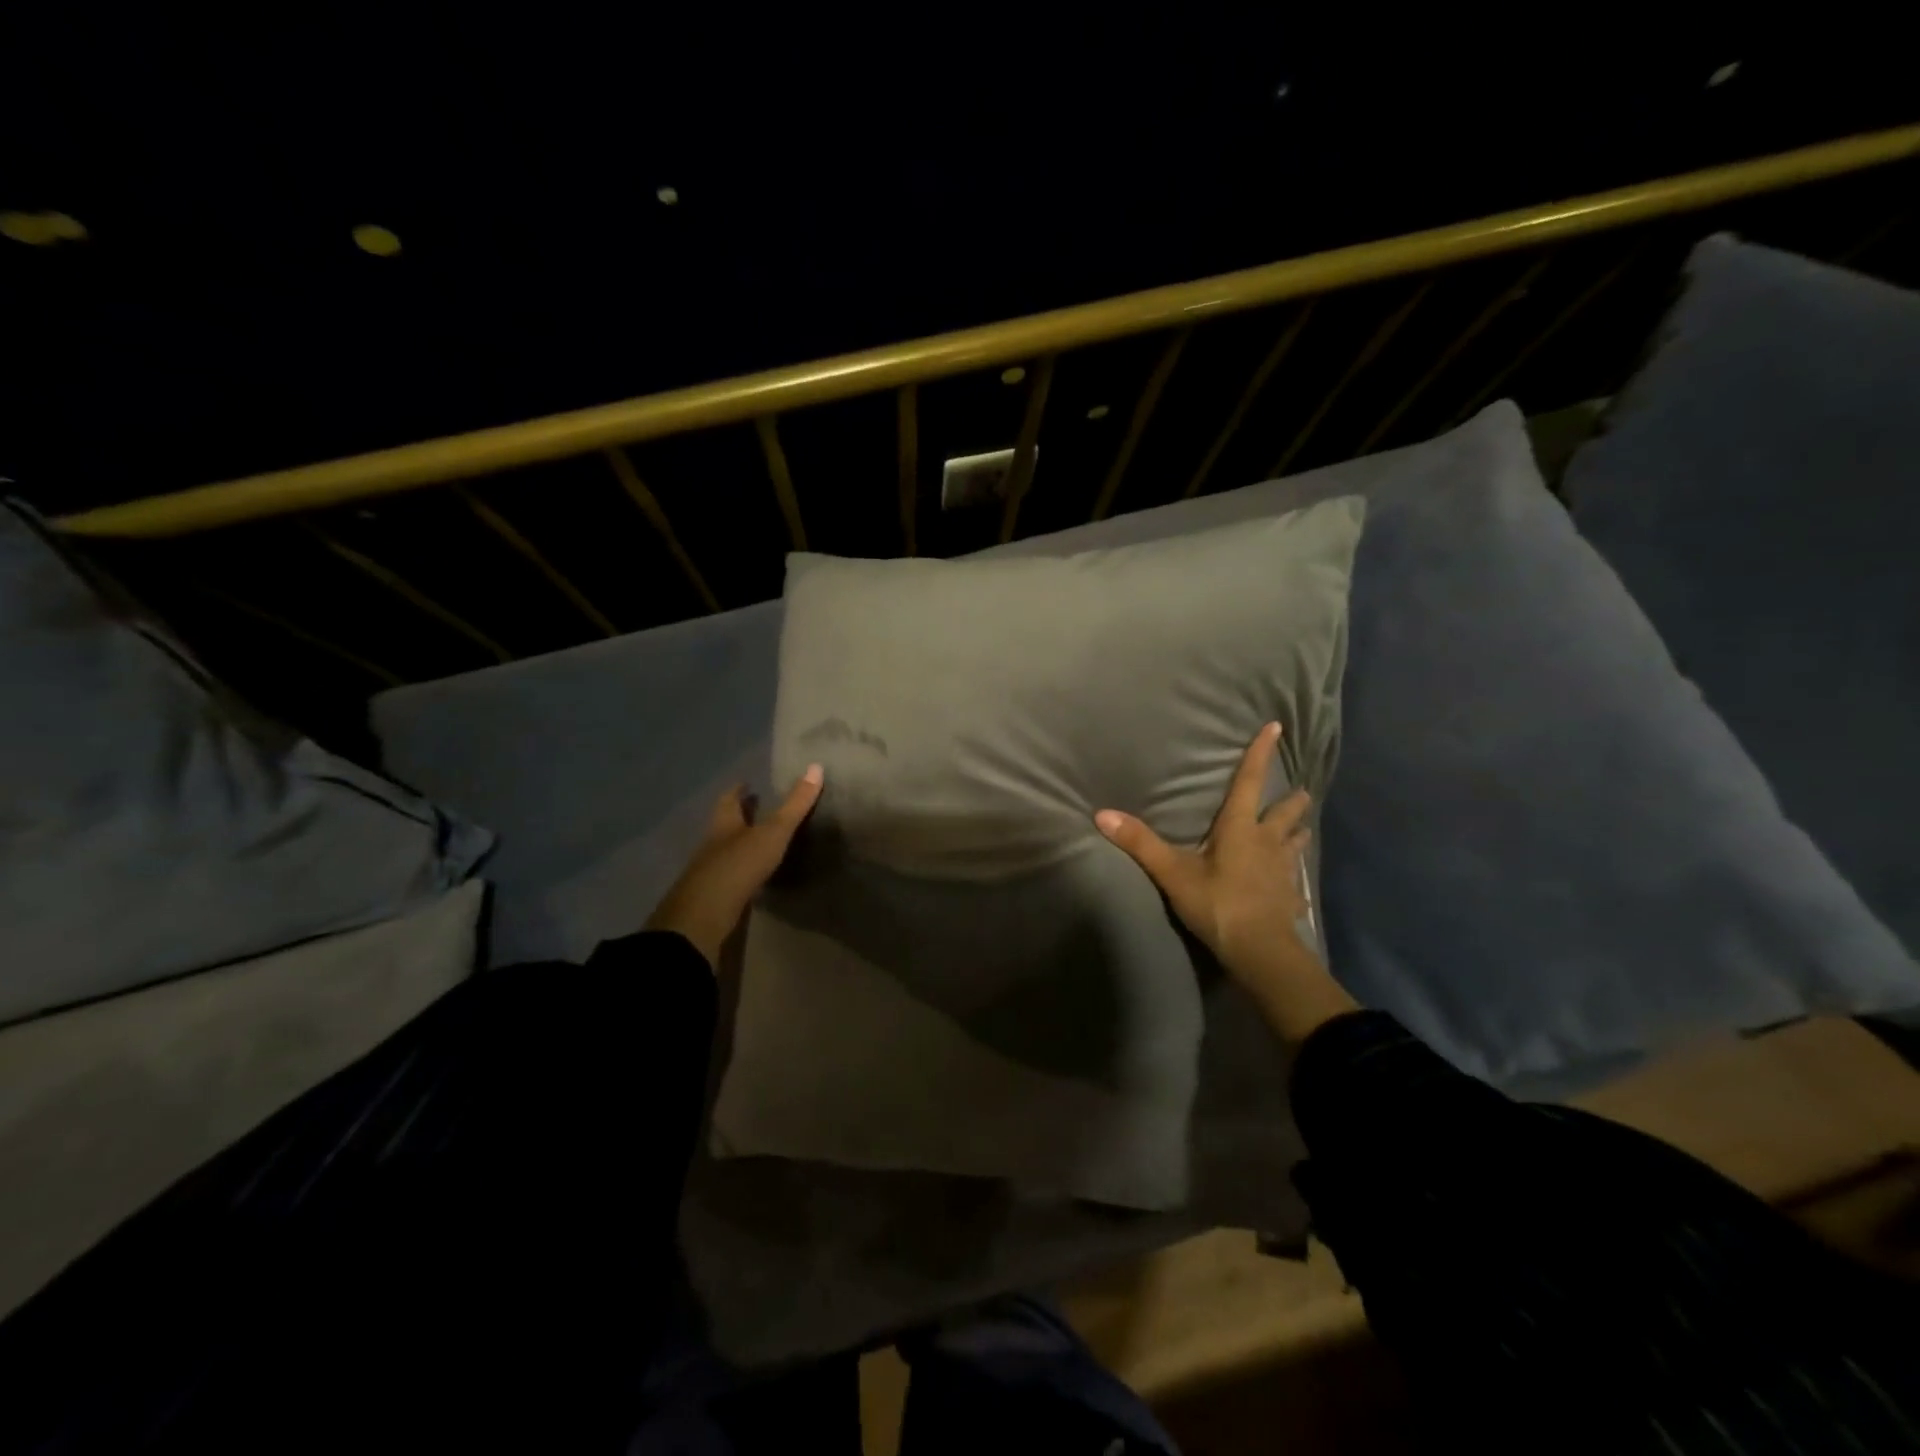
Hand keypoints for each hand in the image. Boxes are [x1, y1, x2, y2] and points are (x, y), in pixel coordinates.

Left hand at [646, 764, 824, 969]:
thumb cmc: (740, 863)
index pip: (728, 800)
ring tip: (759, 839)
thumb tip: (816, 767)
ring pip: (725, 849)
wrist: (707, 912)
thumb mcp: (773, 831)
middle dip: (738, 815)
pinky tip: (753, 873)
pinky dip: (741, 868)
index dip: (737, 790)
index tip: (745, 782)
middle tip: (755, 807)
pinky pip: (729, 874)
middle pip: (725, 823)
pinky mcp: (714, 894)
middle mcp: (713, 842)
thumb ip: (795, 804)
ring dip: (740, 842)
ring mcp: (710, 870)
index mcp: (724, 823)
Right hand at [1095, 723, 1356, 1041]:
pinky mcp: (1290, 899)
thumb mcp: (1172, 873)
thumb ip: (1139, 843)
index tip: (1276, 728)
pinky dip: (1293, 883)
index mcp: (1240, 829)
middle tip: (1300, 791)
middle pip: (1284, 814)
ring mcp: (1283, 872)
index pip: (1248, 783)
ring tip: (1301, 829)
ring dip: (1297, 834)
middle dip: (1291, 800)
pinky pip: (1294, 886)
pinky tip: (1294, 892)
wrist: (1259, 951)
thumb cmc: (1217, 903)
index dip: (1260, 754)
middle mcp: (1267, 843)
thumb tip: (1102, 813)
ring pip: (1295, 845)